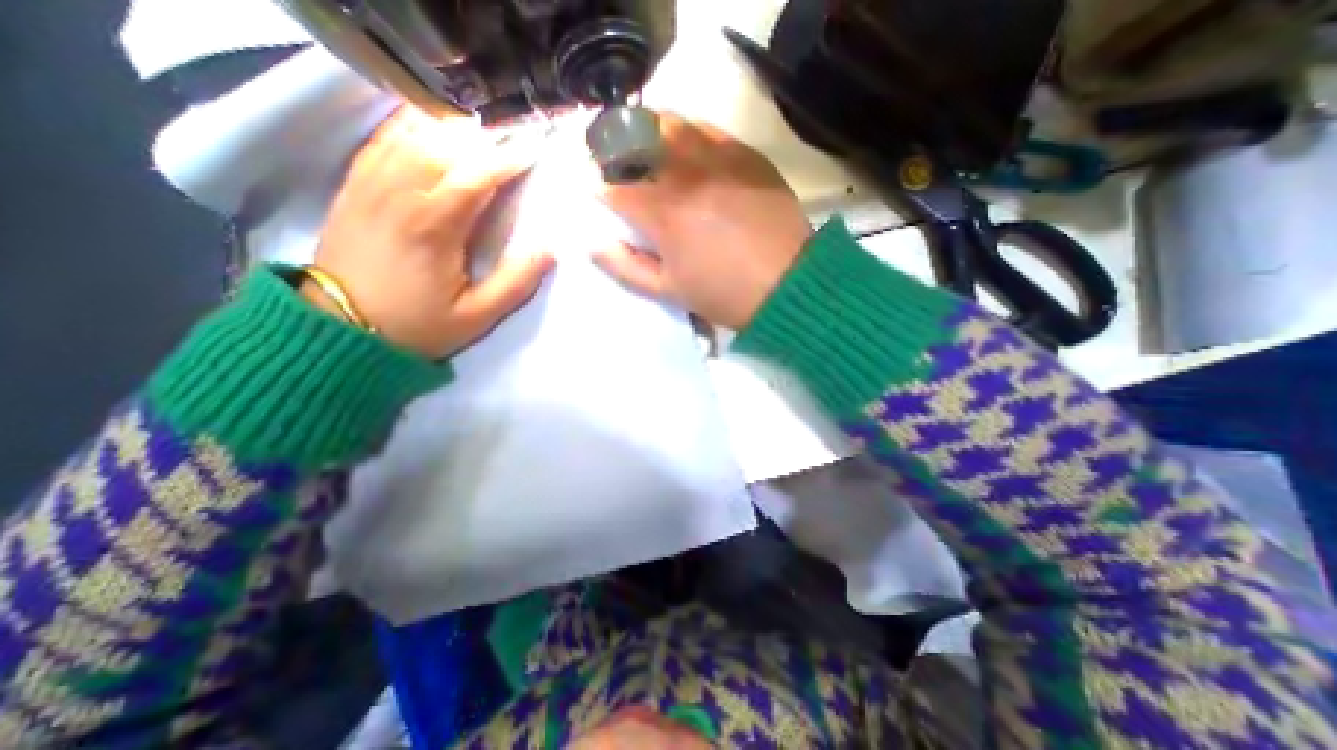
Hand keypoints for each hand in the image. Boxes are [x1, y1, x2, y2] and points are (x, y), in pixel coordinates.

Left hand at [308, 106, 552, 360]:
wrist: (340, 329)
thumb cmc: (416, 325)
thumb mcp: (477, 317)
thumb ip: (515, 283)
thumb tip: (549, 250)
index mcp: (434, 226)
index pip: (476, 176)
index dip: (508, 160)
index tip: (533, 152)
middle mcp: (400, 194)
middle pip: (445, 147)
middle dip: (484, 140)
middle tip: (511, 143)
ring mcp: (370, 185)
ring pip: (412, 136)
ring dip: (451, 131)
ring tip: (479, 136)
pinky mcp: (353, 187)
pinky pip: (381, 141)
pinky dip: (408, 127)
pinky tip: (428, 128)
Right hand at [595, 110, 813, 326]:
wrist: (788, 285)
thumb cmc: (724, 294)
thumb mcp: (670, 291)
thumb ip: (627, 267)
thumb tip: (594, 245)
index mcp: (664, 214)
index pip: (614, 187)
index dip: (599, 188)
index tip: (597, 193)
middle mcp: (686, 176)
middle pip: (636, 142)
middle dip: (615, 149)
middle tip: (615, 163)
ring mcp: (719, 160)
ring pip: (671, 125)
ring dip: (648, 132)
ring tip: (646, 149)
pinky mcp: (747, 156)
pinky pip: (708, 130)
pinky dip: (688, 133)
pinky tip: (687, 149)